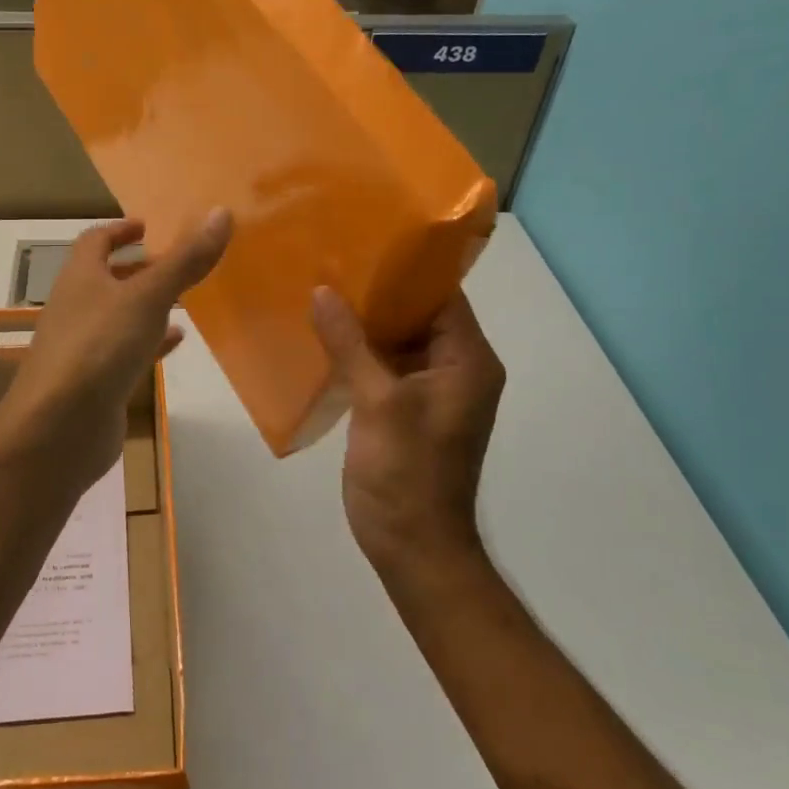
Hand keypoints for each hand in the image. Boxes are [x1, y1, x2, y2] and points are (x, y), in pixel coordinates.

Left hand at [0, 211, 232, 489]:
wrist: (60, 426)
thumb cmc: (100, 346)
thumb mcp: (148, 297)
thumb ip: (185, 260)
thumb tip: (221, 213)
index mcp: (80, 277)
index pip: (95, 241)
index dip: (120, 230)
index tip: (148, 227)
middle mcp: (76, 307)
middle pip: (106, 279)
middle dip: (139, 269)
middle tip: (177, 262)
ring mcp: (84, 347)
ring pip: (118, 317)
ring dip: (146, 306)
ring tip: (184, 299)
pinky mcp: (96, 382)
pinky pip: (126, 352)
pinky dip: (150, 343)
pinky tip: (177, 342)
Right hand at [310, 288, 504, 572]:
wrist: (412, 546)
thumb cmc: (406, 472)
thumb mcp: (378, 402)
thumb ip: (350, 343)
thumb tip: (323, 291)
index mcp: (467, 360)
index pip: (442, 296)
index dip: (405, 269)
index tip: (362, 243)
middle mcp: (457, 369)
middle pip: (419, 315)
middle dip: (377, 293)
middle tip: (331, 262)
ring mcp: (431, 391)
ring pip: (399, 341)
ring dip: (364, 323)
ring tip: (320, 289)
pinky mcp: (406, 410)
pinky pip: (385, 367)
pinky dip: (359, 353)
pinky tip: (322, 336)